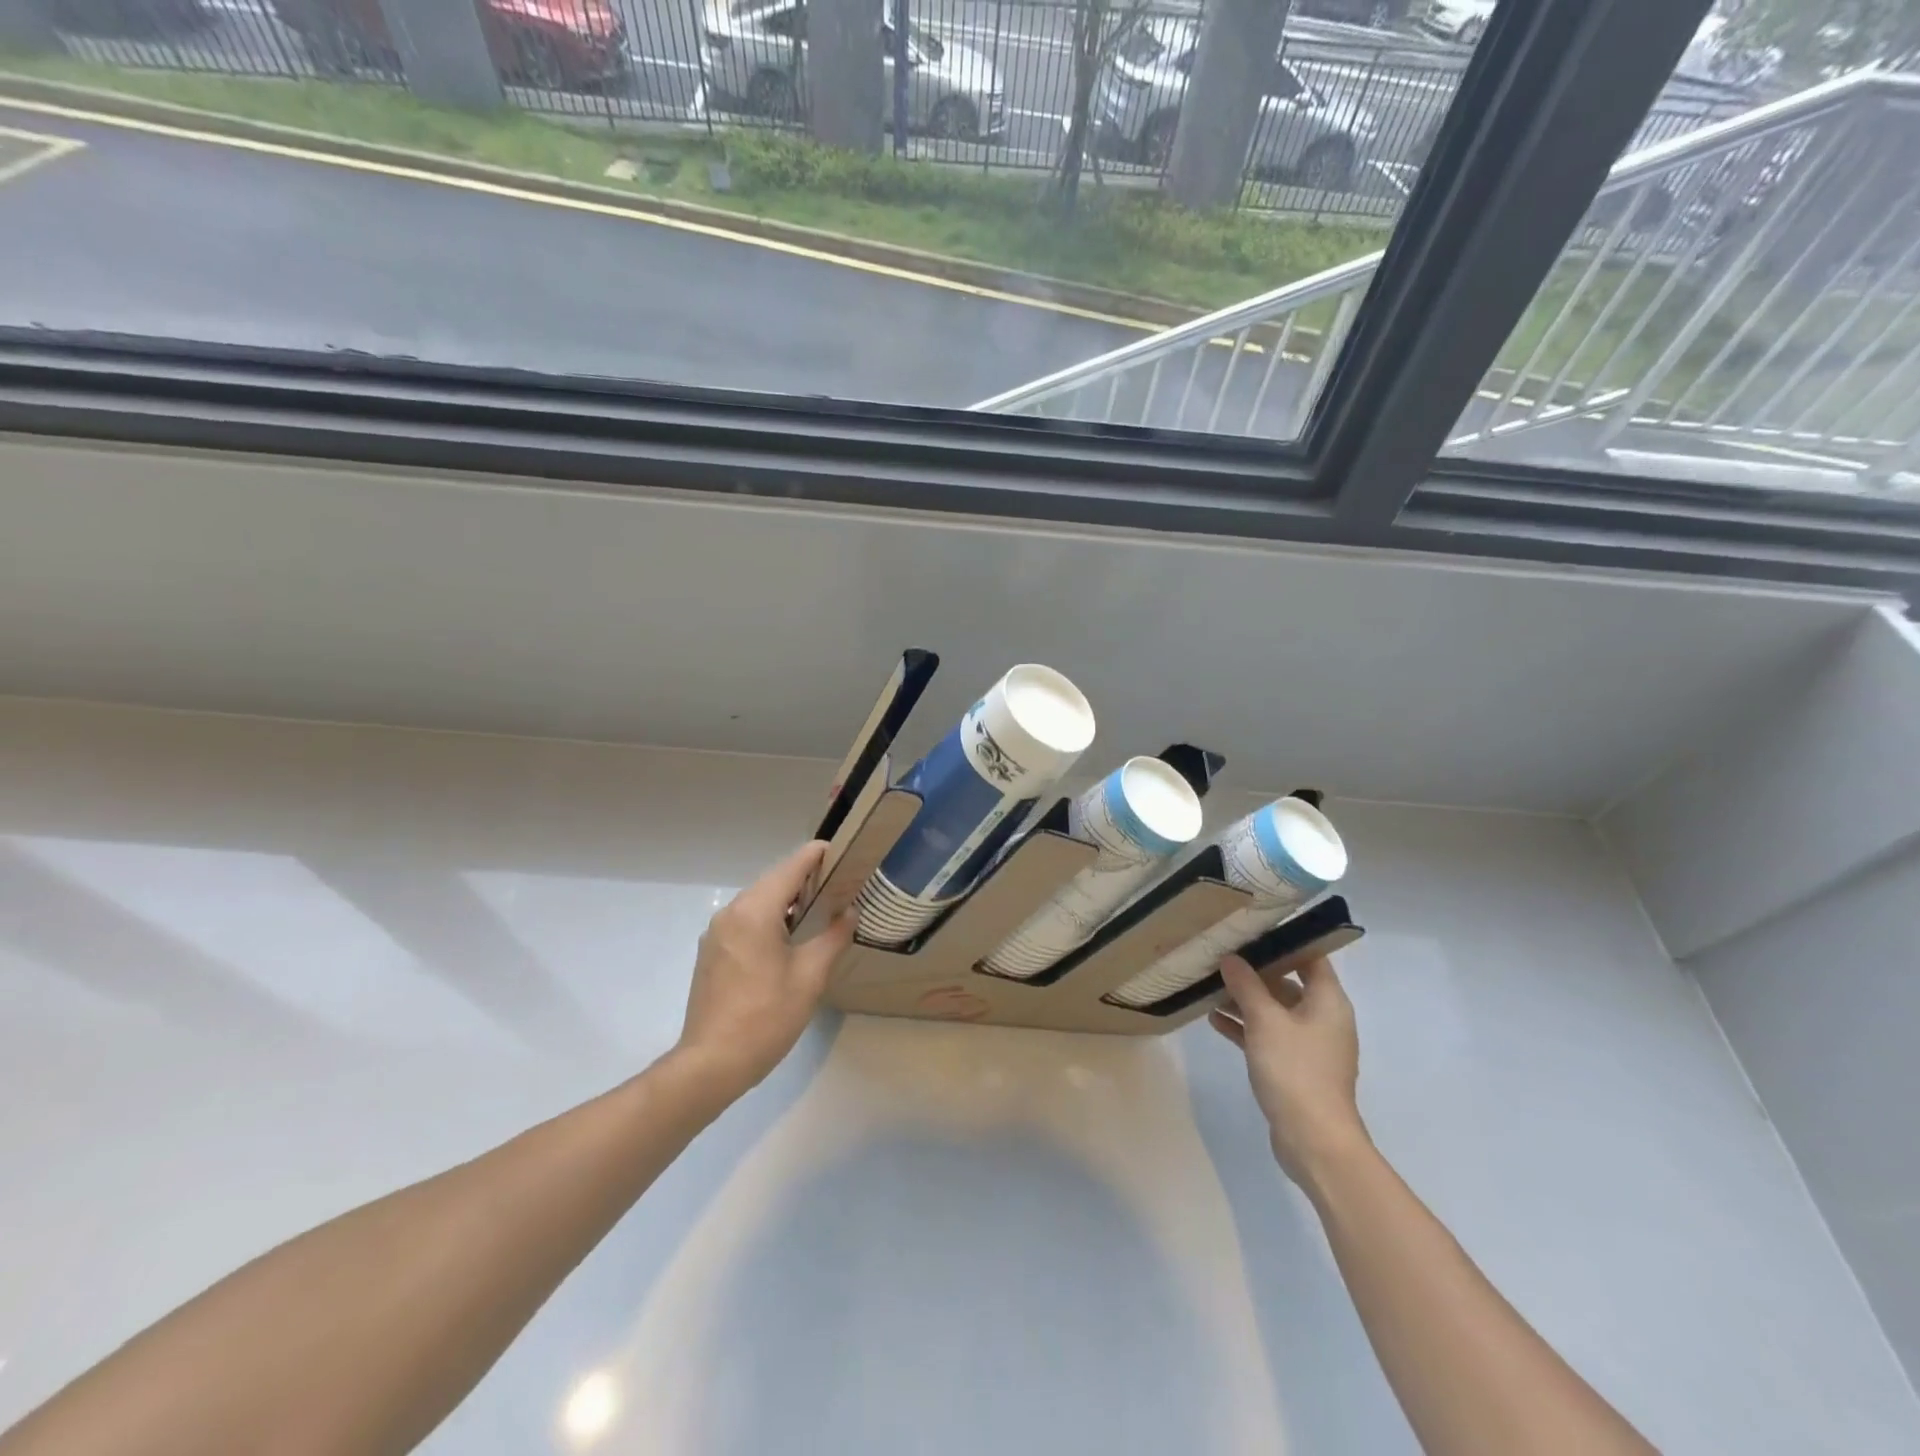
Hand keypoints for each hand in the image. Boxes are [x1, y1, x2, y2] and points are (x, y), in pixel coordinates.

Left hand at [676, 841, 854, 1097]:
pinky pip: (746, 921)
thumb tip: (849, 913)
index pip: (791, 866)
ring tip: (821, 908)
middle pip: (774, 880)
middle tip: (841, 883)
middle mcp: (731, 912)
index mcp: (755, 911)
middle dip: (806, 877)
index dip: (818, 855)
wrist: (711, 1064)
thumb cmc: (766, 1017)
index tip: (844, 853)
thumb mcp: (810, 976)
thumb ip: (833, 937)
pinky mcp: (712, 952)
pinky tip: (790, 937)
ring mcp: (717, 933)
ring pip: (759, 901)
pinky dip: (771, 918)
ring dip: (788, 899)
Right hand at [1210, 954, 1369, 1184]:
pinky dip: (1245, 1027)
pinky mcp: (1295, 1067)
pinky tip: (1214, 1020)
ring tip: (1209, 986)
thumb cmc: (1295, 1070)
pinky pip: (1268, 1036)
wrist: (1314, 1140)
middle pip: (1288, 983)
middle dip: (1254, 971)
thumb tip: (1231, 958)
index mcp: (1328, 1001)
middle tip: (1221, 956)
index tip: (1251, 930)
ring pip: (1274, 1011)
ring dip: (1245, 1000)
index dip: (1284, 941)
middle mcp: (1323, 1018)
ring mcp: (1309, 1045)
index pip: (1310, 957)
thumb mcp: (1265, 1020)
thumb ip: (1246, 985)